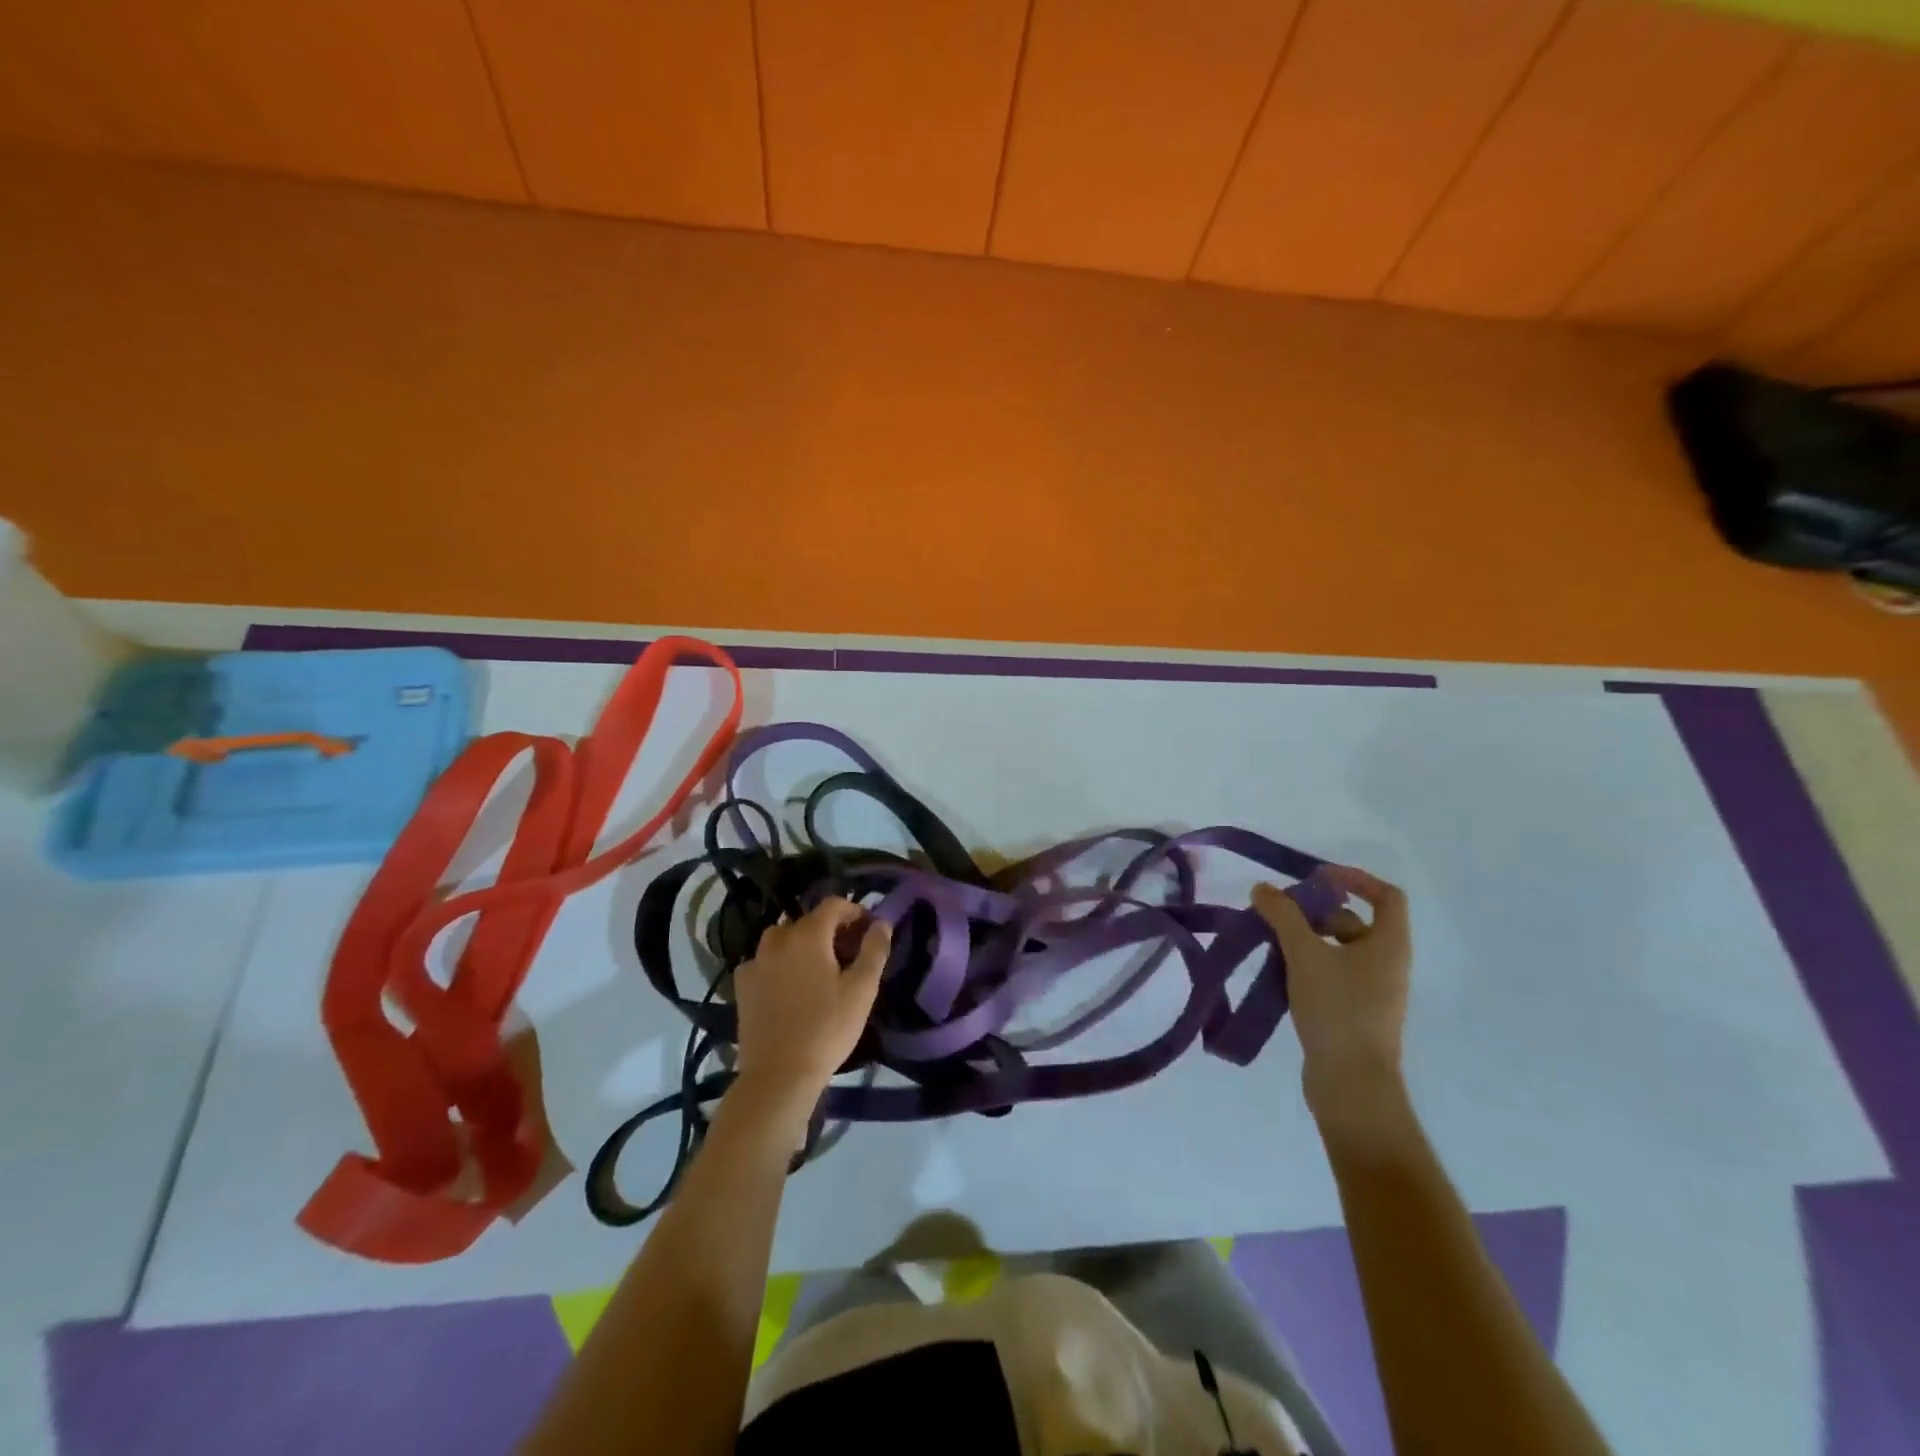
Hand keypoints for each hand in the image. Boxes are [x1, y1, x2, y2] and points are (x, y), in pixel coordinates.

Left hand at [731, 897, 890, 1110]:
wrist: (778, 1075)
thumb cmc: (826, 1029)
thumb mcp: (862, 990)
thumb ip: (874, 950)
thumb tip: (881, 923)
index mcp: (808, 935)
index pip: (833, 904)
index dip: (854, 911)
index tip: (868, 930)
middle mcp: (777, 939)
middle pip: (807, 920)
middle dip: (830, 930)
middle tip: (849, 954)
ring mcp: (755, 961)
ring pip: (783, 939)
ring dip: (803, 944)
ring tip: (819, 969)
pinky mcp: (742, 985)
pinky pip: (765, 961)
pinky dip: (780, 964)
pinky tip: (790, 987)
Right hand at [1252, 866, 1410, 1117]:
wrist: (1351, 1083)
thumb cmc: (1337, 1009)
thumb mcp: (1305, 954)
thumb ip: (1283, 916)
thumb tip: (1263, 889)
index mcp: (1389, 946)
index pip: (1386, 896)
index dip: (1355, 879)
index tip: (1317, 877)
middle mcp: (1386, 964)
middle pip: (1354, 921)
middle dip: (1316, 912)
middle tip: (1280, 913)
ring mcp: (1372, 991)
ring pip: (1338, 949)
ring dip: (1306, 939)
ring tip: (1271, 941)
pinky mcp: (1353, 1012)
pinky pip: (1331, 974)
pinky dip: (1306, 964)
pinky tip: (1278, 971)